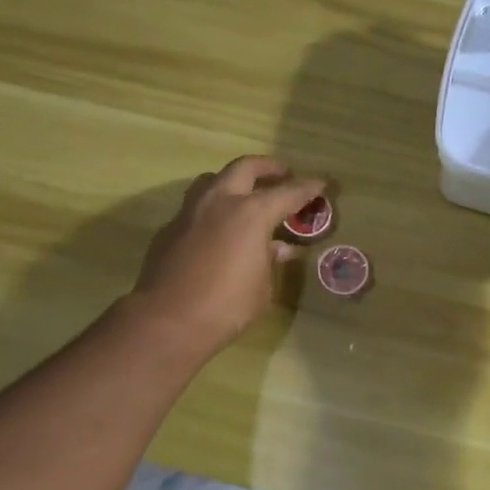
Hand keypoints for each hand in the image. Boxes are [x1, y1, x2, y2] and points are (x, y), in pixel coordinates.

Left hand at [127, 156, 327, 357]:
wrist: (168, 321)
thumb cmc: (227, 306)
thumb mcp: (262, 286)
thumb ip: (271, 260)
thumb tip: (278, 248)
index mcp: (250, 213)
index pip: (288, 192)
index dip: (308, 188)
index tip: (322, 184)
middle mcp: (219, 202)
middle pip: (245, 167)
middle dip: (268, 167)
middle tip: (283, 174)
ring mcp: (190, 212)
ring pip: (213, 180)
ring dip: (233, 181)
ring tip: (246, 194)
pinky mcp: (169, 229)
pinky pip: (195, 208)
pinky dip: (213, 210)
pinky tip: (219, 230)